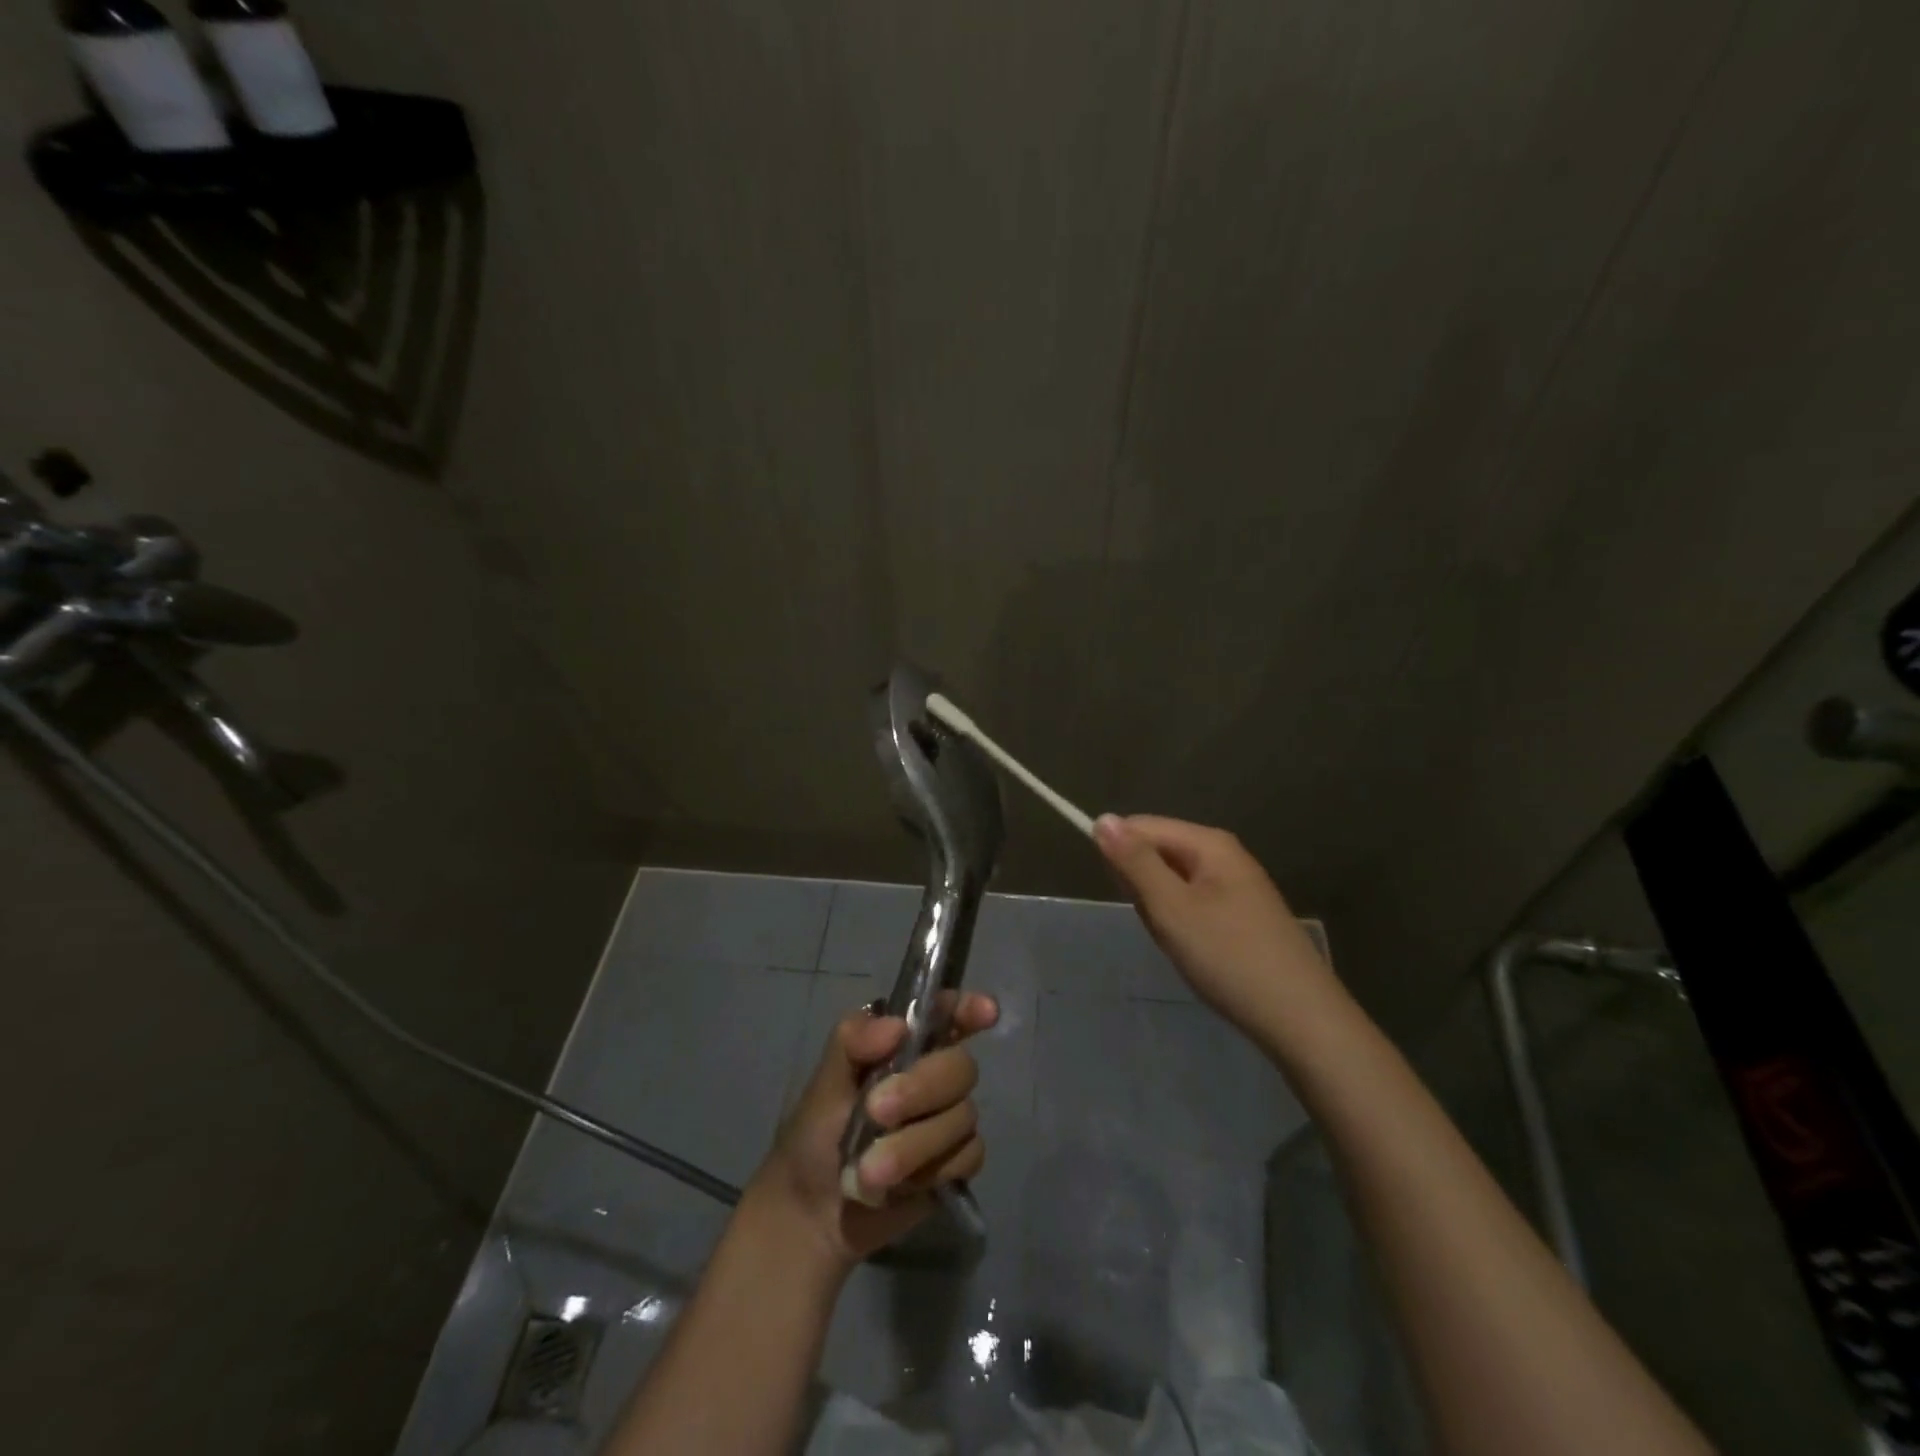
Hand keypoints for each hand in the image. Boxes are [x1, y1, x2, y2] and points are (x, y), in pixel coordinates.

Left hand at [747, 992, 996, 1271]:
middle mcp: (933, 1071)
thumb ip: (854, 1041)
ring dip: (914, 1144)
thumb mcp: (826, 1080)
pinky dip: (932, 1170)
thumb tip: (899, 1027)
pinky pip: (969, 1156)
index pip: (948, 1013)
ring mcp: (948, 1116)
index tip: (985, 1013)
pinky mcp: (956, 1161)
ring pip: (963, 1116)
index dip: (970, 1008)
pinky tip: (901, 1184)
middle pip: (960, 1066)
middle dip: (920, 1090)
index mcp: (905, 1041)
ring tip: (870, 1169)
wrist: (812, 1211)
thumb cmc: (816, 1131)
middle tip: (877, 1112)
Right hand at [1095, 814, 1338, 1034]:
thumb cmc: (1229, 957)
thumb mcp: (1171, 908)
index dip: (1120, 856)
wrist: (1301, 1019)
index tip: (1124, 896)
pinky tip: (1196, 953)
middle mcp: (1224, 855)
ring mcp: (1236, 886)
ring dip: (1162, 912)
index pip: (1141, 826)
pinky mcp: (1241, 915)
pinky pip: (1192, 905)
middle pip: (1157, 853)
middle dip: (1144, 889)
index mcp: (1209, 843)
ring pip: (1171, 884)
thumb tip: (1102, 818)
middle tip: (1161, 925)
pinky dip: (1182, 926)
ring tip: (1179, 944)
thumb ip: (1135, 862)